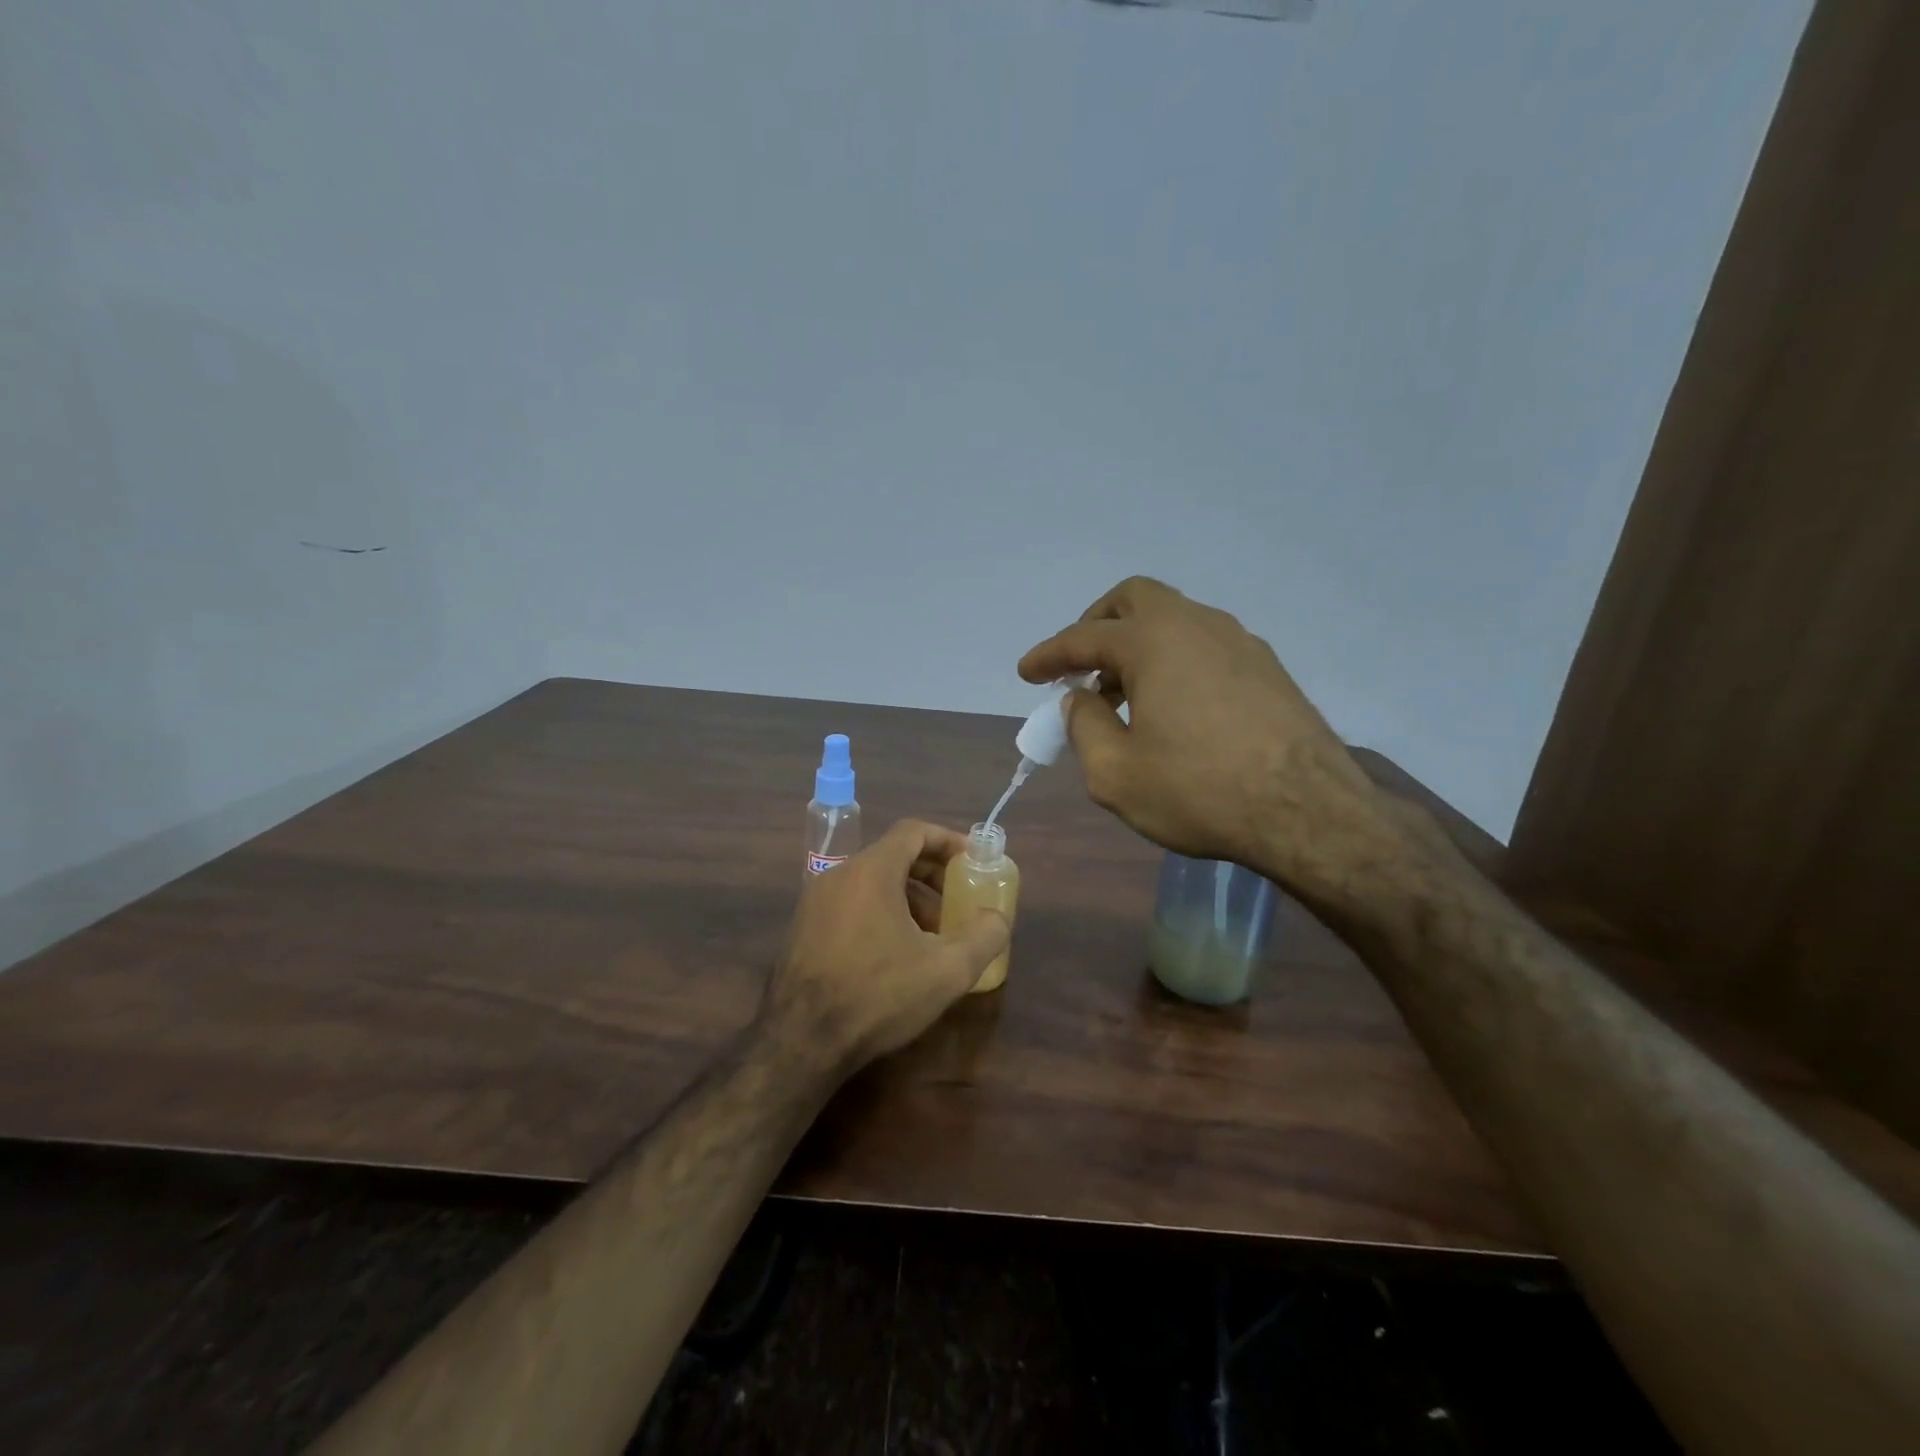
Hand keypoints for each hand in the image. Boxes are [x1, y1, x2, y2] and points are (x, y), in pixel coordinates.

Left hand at [761, 820, 1009, 1076]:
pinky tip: (895, 955)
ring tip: (932, 937)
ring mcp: (815, 901)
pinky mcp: (804, 928)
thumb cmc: (877, 995)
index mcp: (871, 870)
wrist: (801, 1041)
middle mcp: (838, 874)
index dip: (948, 840)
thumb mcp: (947, 970)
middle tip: (957, 902)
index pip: (914, 831)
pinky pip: (851, 904)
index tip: (972, 860)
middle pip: (893, 856)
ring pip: (872, 883)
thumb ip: (984, 936)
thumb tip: (997, 918)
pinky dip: (881, 913)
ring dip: (908, 899)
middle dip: (932, 876)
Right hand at [1019, 576, 1389, 894]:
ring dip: (1138, 645)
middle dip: (1097, 625)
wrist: (1309, 812)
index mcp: (1153, 642)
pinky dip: (1174, 660)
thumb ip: (1084, 727)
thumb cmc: (1200, 792)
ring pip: (1175, 620)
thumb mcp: (1115, 773)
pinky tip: (1174, 706)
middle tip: (1080, 665)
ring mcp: (1239, 641)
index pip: (1084, 637)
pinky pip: (1205, 645)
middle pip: (1134, 600)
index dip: (1049, 655)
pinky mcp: (1268, 667)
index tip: (1027, 673)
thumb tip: (1080, 700)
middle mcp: (1197, 625)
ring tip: (1123, 695)